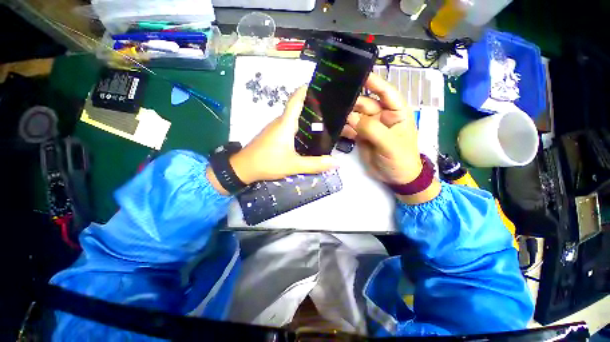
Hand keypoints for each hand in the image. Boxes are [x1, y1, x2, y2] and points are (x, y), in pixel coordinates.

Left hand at [207, 86, 336, 193]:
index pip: (296, 100)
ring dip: (305, 118)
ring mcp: (274, 128)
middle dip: (312, 107)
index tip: (320, 87)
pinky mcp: (272, 135)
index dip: (306, 90)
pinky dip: (299, 127)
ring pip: (292, 118)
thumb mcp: (294, 165)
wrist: (243, 169)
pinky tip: (307, 136)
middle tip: (330, 111)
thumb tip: (336, 162)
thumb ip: (315, 164)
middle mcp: (279, 122)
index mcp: (285, 124)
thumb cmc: (268, 163)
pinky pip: (288, 126)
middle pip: (296, 108)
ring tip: (322, 123)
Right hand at [341, 73, 439, 203]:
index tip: (359, 74)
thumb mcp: (390, 144)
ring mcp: (369, 127)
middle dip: (352, 101)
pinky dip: (342, 128)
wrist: (396, 178)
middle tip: (334, 97)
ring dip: (344, 114)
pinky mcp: (360, 136)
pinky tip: (332, 126)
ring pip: (355, 116)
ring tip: (329, 111)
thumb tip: (351, 117)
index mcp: (396, 112)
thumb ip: (372, 130)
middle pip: (365, 104)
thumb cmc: (401, 159)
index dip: (374, 82)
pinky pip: (350, 129)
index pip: (386, 92)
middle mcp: (382, 116)